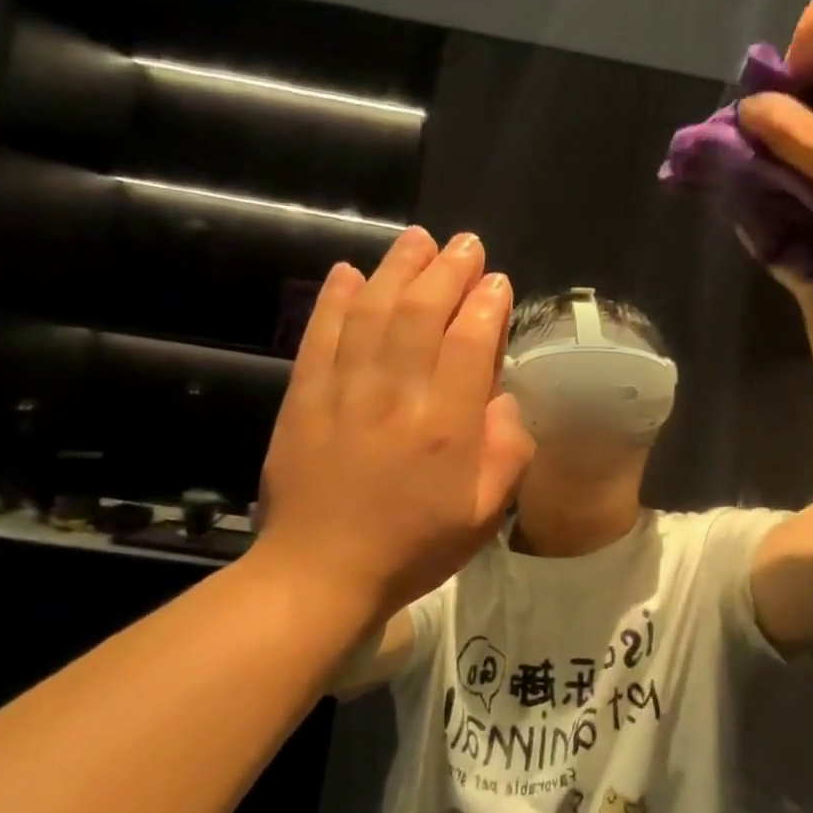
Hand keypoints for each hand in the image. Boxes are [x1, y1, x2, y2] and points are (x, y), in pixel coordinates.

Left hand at [250, 228, 533, 634]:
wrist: (320, 573)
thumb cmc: (414, 546)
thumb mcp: (486, 513)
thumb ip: (507, 451)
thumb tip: (503, 400)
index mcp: (446, 429)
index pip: (469, 345)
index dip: (486, 305)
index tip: (496, 282)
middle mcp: (396, 399)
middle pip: (421, 315)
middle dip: (446, 271)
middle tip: (465, 244)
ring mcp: (343, 394)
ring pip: (371, 314)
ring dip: (396, 270)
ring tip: (417, 240)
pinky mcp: (304, 399)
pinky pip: (320, 337)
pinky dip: (334, 300)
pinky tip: (348, 272)